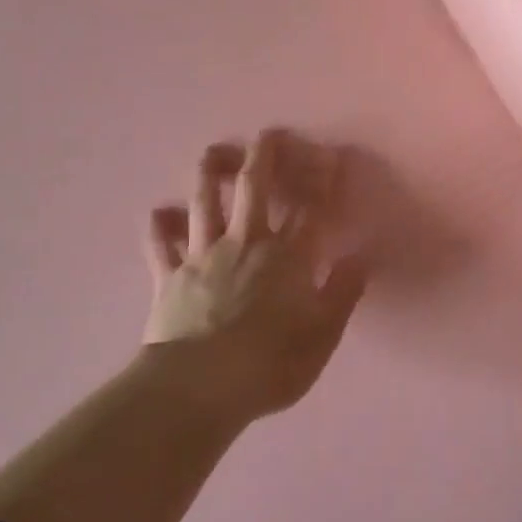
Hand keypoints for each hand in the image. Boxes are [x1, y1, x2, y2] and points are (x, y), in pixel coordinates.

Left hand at [142, 131, 367, 423]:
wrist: (195, 389)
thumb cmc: (268, 365)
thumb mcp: (321, 337)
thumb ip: (342, 294)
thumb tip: (361, 260)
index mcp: (286, 257)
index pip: (311, 208)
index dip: (323, 180)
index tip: (332, 155)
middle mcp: (245, 243)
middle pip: (254, 188)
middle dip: (265, 156)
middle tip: (270, 133)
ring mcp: (202, 256)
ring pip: (204, 202)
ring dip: (210, 173)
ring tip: (214, 151)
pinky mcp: (168, 276)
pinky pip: (160, 243)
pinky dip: (159, 225)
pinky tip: (160, 211)